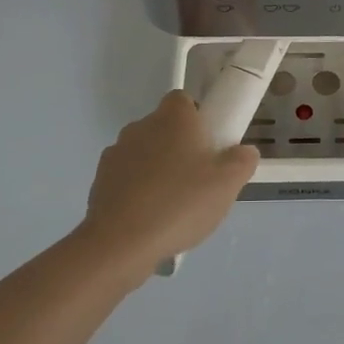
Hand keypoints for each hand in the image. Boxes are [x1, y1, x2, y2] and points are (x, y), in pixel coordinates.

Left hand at [81, 92, 257, 280]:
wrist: (121, 242)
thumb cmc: (180, 202)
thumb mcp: (227, 183)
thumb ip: (242, 161)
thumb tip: (244, 152)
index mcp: (173, 116)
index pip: (184, 101)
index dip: (197, 119)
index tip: (209, 145)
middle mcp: (142, 125)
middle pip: (164, 128)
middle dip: (179, 147)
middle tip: (198, 179)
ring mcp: (116, 151)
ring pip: (144, 153)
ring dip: (156, 170)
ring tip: (172, 206)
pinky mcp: (99, 180)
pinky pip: (126, 178)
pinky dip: (137, 191)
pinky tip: (148, 219)